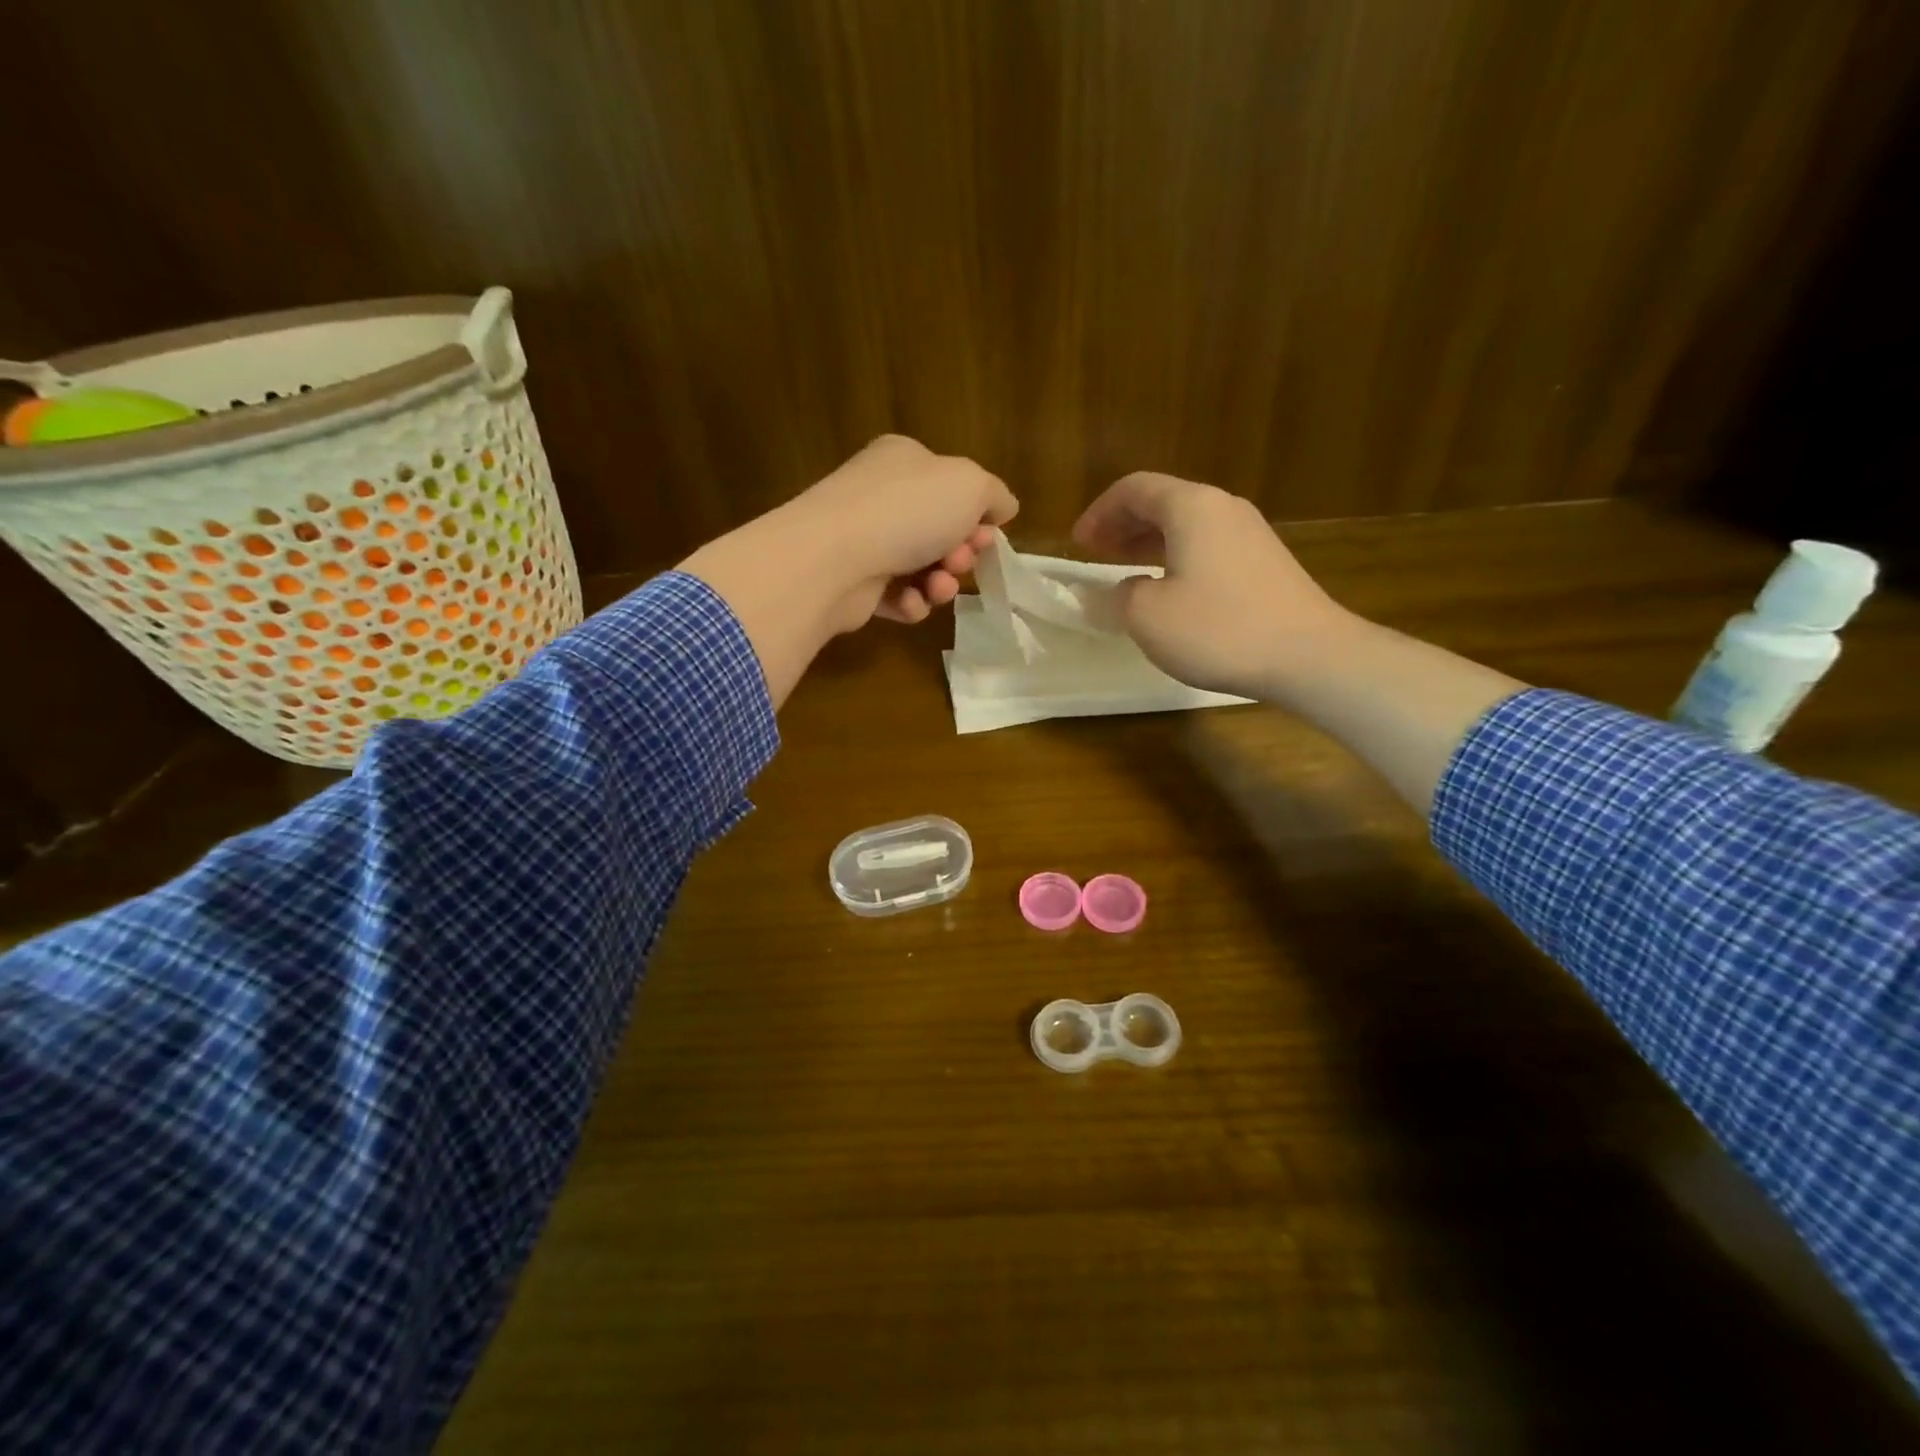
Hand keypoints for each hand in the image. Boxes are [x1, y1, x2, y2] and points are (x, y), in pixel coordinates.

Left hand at [788, 435, 1018, 627]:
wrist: (835, 559)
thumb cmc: (907, 511)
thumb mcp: (970, 485)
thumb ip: (995, 494)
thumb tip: (1003, 508)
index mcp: (904, 460)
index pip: (951, 485)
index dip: (977, 514)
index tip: (987, 534)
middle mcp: (880, 496)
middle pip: (939, 531)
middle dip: (961, 552)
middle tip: (960, 561)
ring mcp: (863, 540)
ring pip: (921, 568)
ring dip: (941, 583)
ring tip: (938, 587)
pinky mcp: (853, 584)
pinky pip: (896, 597)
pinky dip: (910, 603)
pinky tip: (909, 602)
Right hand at [1072, 471, 1354, 699]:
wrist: (1309, 655)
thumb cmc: (1219, 629)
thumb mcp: (1147, 616)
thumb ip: (1120, 596)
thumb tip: (1123, 590)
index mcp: (1191, 507)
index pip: (1134, 488)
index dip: (1099, 512)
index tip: (1078, 543)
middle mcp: (1223, 508)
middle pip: (1163, 501)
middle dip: (1124, 524)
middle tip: (1097, 553)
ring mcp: (1250, 533)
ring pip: (1188, 525)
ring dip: (1150, 542)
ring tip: (1127, 570)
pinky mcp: (1266, 562)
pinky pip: (1208, 546)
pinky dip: (1178, 557)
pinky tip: (1171, 590)